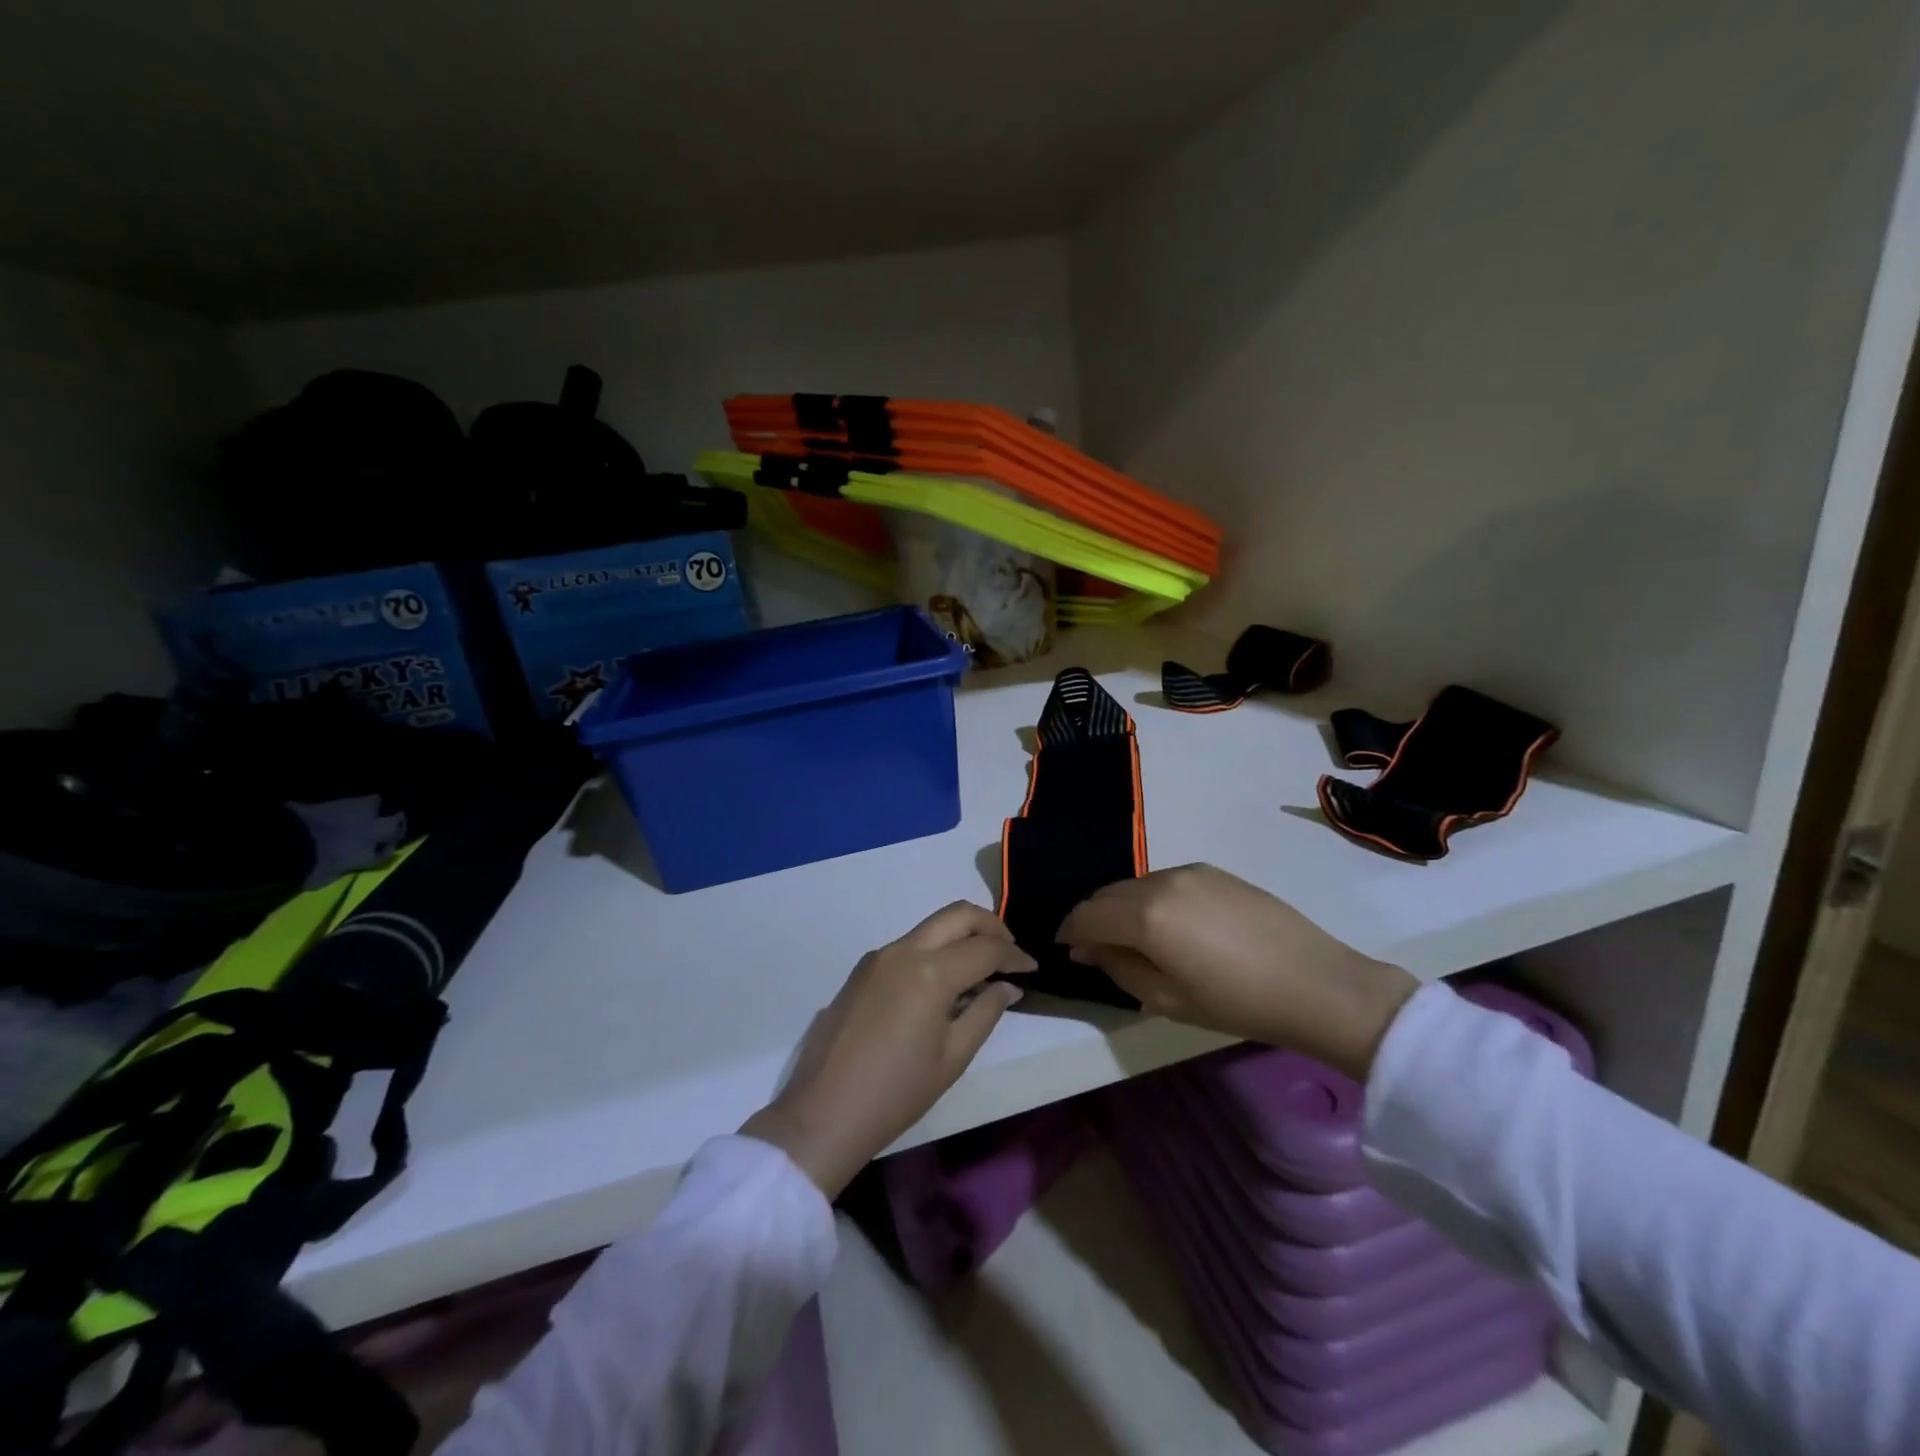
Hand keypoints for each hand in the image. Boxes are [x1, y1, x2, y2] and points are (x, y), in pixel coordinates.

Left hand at [741, 902, 1035, 1197]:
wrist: (824, 1112)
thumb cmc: (896, 1093)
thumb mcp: (952, 1058)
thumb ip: (985, 1013)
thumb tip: (1007, 986)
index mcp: (930, 972)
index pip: (985, 948)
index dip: (1014, 955)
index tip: (1032, 968)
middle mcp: (904, 950)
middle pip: (957, 914)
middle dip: (991, 926)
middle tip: (1010, 952)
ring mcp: (879, 956)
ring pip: (932, 926)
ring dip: (962, 934)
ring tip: (982, 967)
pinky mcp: (862, 969)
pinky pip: (909, 945)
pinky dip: (936, 950)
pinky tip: (945, 981)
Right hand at [1056, 865, 1416, 1080]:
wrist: (1316, 984)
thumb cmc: (1236, 1002)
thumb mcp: (1167, 999)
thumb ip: (1118, 968)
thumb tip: (1088, 949)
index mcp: (1145, 915)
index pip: (1087, 914)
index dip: (1069, 930)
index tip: (1065, 948)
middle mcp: (1161, 881)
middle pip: (1108, 893)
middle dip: (1093, 918)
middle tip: (1094, 948)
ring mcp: (1190, 871)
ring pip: (1136, 884)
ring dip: (1122, 907)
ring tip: (1133, 938)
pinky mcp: (1214, 871)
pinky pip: (1165, 881)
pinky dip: (1151, 899)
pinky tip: (1168, 925)